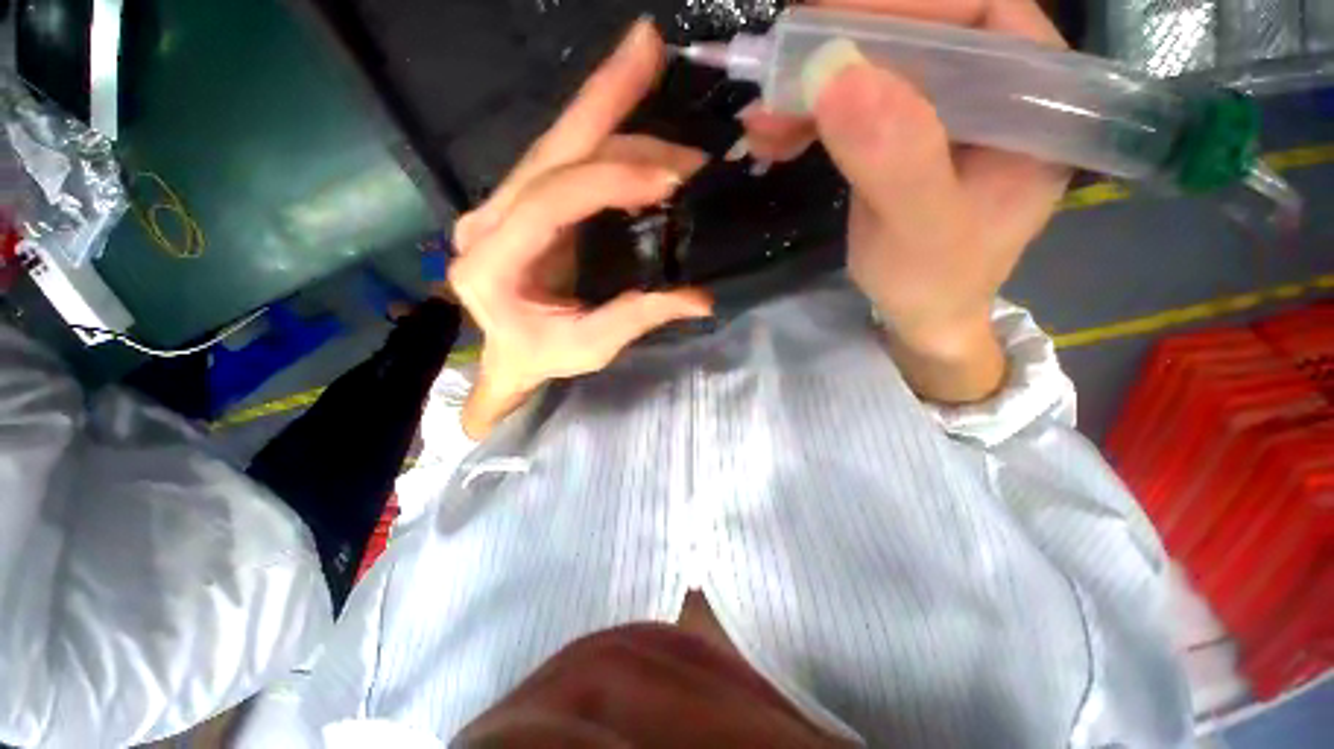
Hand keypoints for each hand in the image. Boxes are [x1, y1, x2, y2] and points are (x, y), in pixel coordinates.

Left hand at [449, 20, 712, 438]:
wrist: (509, 357)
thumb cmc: (542, 357)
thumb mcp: (590, 348)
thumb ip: (639, 318)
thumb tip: (701, 298)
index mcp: (492, 265)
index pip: (550, 201)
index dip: (611, 179)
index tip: (671, 177)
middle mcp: (487, 222)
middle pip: (548, 149)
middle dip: (602, 97)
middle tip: (648, 47)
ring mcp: (501, 207)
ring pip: (556, 145)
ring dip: (611, 113)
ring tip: (658, 83)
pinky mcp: (522, 204)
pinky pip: (563, 159)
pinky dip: (603, 135)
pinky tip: (634, 117)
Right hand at [740, 0, 1070, 402]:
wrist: (921, 316)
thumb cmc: (936, 284)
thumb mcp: (921, 233)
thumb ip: (896, 161)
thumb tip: (837, 75)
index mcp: (1036, 101)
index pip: (978, 16)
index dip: (904, 6)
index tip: (825, 20)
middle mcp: (996, 89)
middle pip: (920, 32)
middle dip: (842, 50)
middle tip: (777, 70)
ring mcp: (946, 109)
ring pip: (879, 66)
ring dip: (813, 87)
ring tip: (762, 120)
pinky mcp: (904, 131)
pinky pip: (856, 103)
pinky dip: (810, 115)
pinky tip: (775, 135)